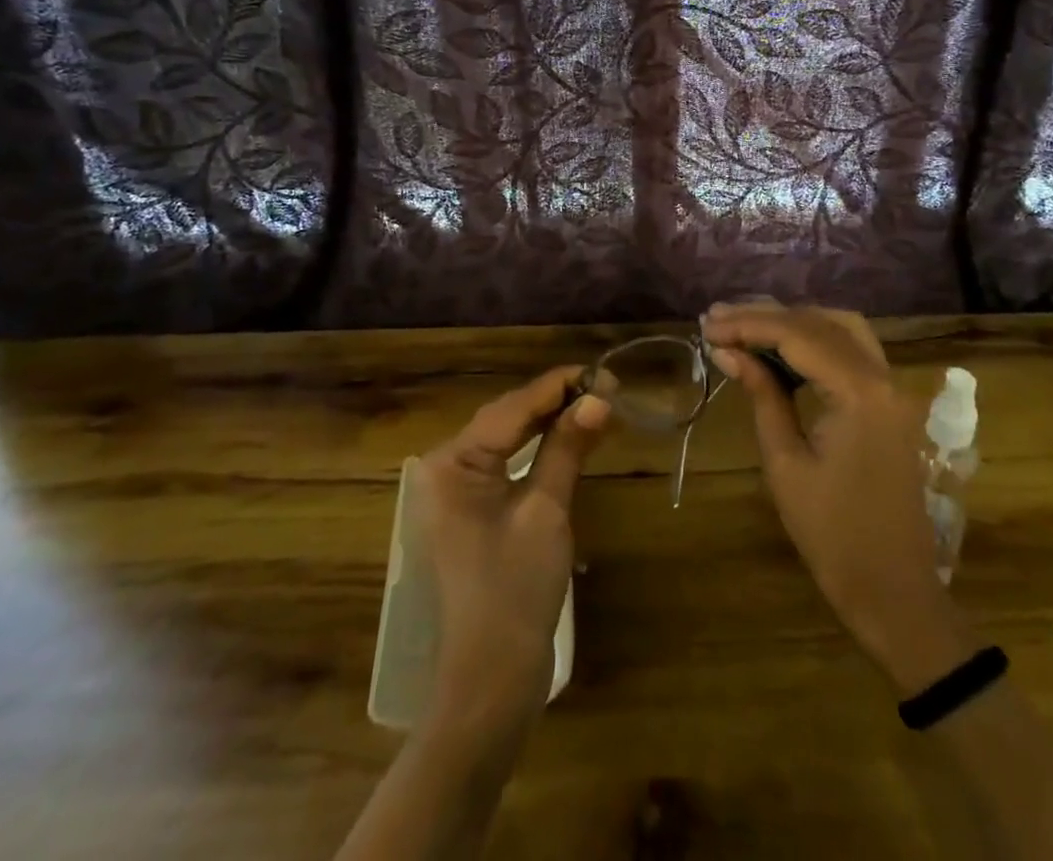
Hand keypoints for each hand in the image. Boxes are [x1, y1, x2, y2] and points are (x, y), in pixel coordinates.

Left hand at [418, 368, 609, 731]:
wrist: (491, 680)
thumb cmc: (516, 590)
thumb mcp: (546, 510)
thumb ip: (567, 448)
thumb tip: (598, 398)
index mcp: (453, 463)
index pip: (512, 407)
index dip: (559, 387)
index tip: (603, 373)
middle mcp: (446, 468)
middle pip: (508, 418)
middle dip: (557, 401)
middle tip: (607, 388)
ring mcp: (457, 491)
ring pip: (509, 438)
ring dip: (551, 422)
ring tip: (596, 405)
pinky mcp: (473, 510)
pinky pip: (508, 463)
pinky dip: (540, 449)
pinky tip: (570, 437)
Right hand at [702, 302, 973, 694]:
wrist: (894, 591)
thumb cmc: (833, 535)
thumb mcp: (786, 463)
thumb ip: (762, 396)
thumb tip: (728, 352)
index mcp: (860, 392)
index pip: (797, 335)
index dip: (748, 325)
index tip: (707, 328)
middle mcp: (882, 376)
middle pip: (820, 323)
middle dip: (766, 317)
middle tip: (718, 321)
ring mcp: (891, 388)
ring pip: (840, 329)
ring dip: (793, 322)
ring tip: (745, 327)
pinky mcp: (889, 403)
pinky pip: (852, 352)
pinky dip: (815, 341)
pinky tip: (780, 349)